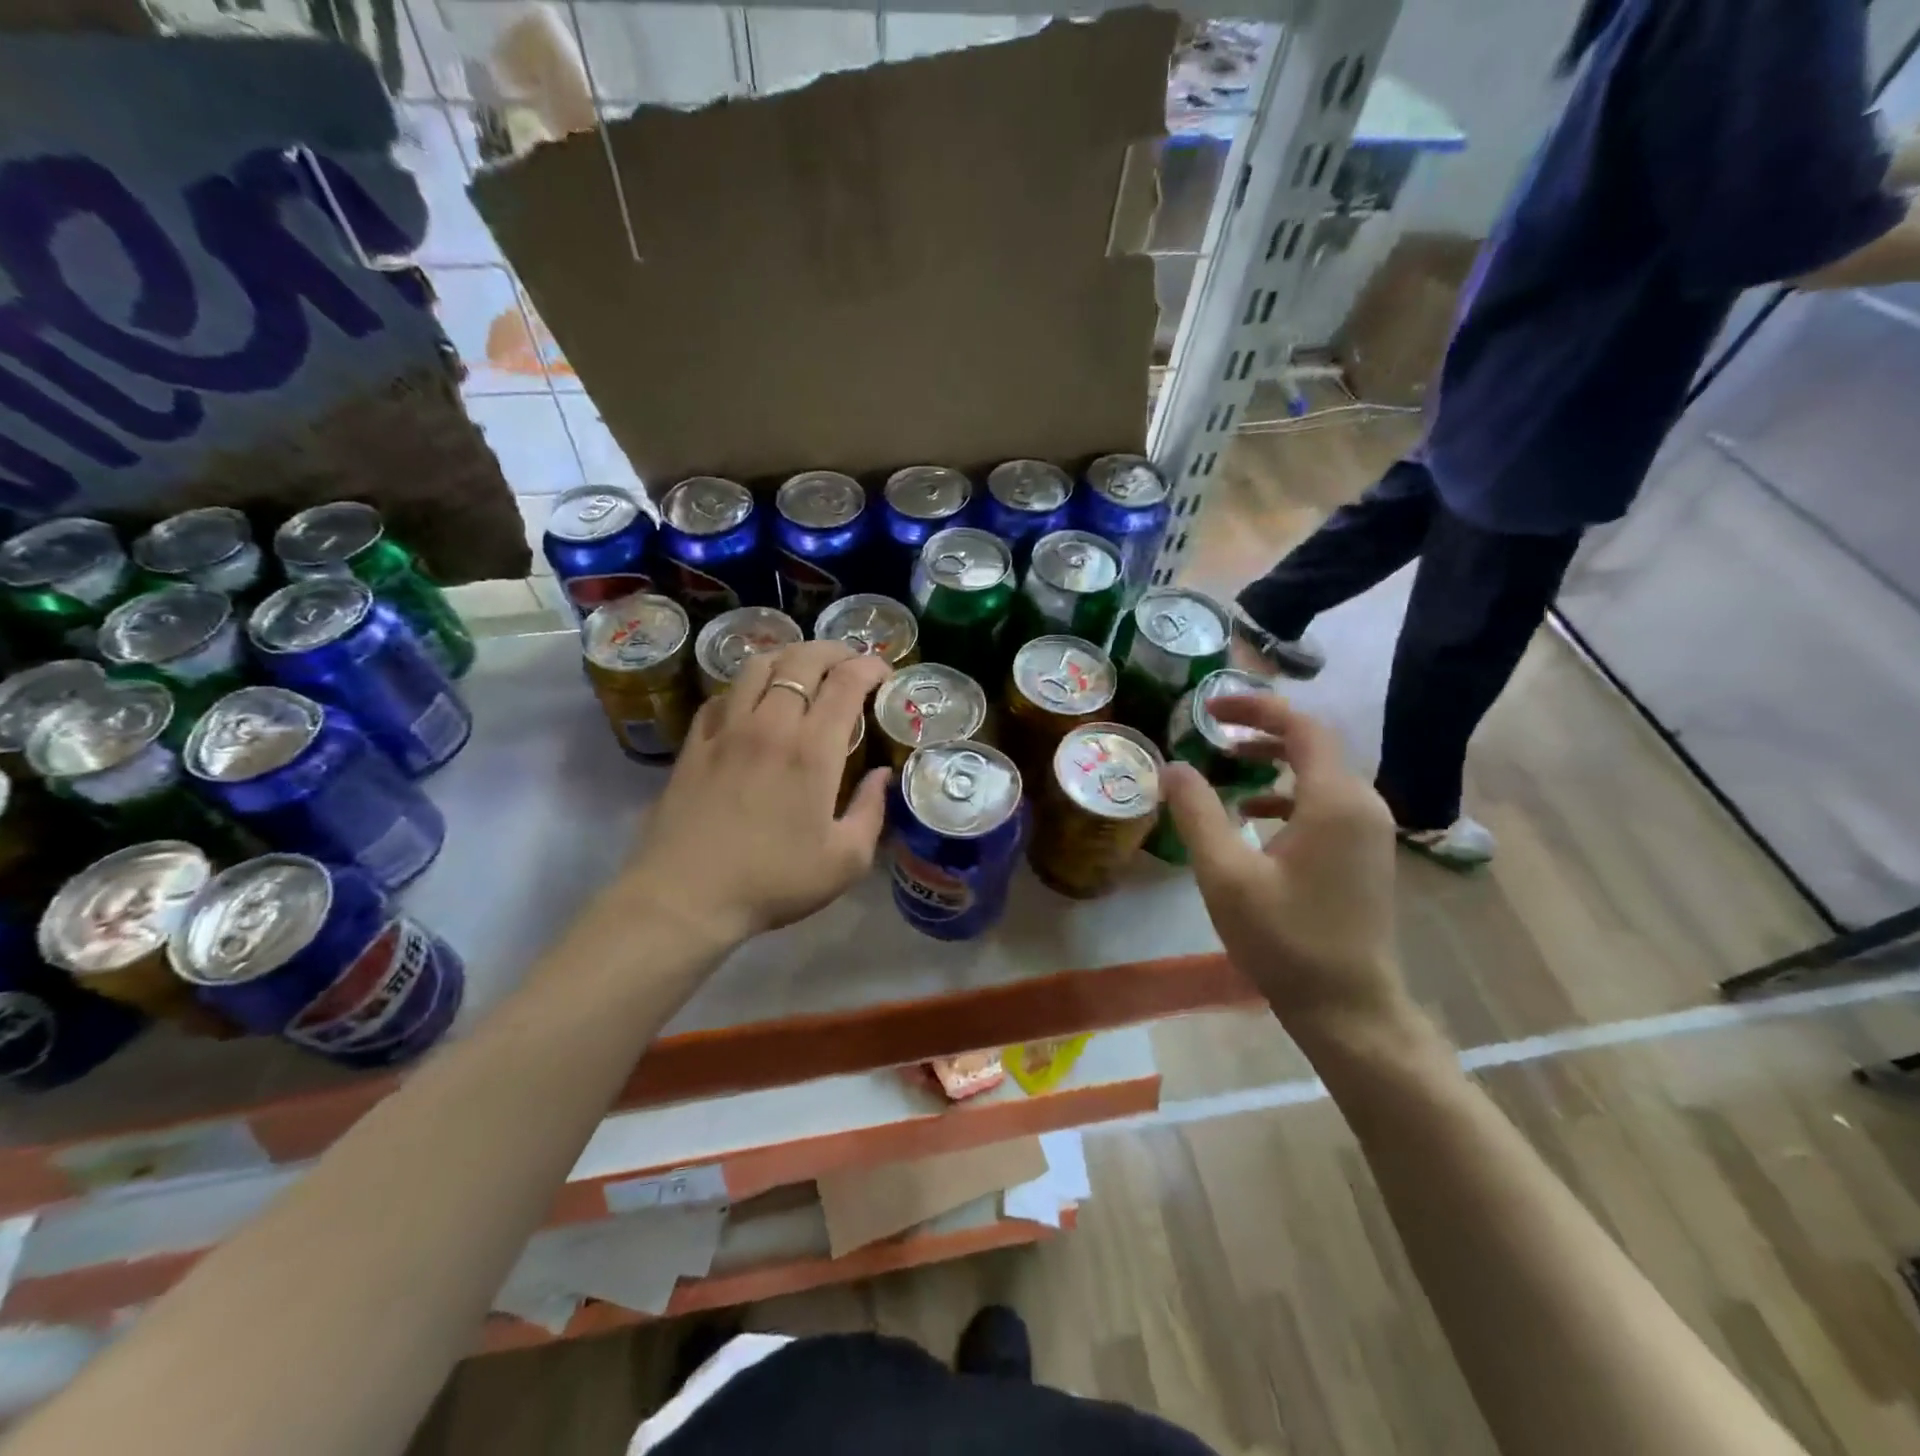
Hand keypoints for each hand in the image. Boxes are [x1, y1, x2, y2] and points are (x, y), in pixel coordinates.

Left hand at [627, 640, 892, 945]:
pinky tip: (755, 701)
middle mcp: (770, 724)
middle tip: (851, 663)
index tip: (884, 673)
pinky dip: (748, 685)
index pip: (846, 682)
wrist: (686, 896)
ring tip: (805, 671)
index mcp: (812, 750)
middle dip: (834, 650)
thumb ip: (871, 811)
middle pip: (802, 659)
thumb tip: (882, 776)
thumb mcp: (845, 861)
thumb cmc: (774, 881)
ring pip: (759, 665)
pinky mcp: (695, 742)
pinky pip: (724, 694)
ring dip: (790, 658)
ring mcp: (726, 729)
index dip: (870, 667)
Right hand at [1162, 694, 1412, 1049]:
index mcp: (1334, 800)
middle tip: (1211, 729)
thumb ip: (1196, 813)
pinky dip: (1287, 793)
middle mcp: (1362, 804)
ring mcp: (1369, 830)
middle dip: (1260, 729)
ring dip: (1273, 760)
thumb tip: (1172, 767)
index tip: (1209, 708)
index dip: (1255, 707)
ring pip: (1320, 772)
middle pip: (1313, 743)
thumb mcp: (1225, 874)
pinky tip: (1252, 813)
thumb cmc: (1284, 940)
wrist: (1348, 1007)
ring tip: (1226, 763)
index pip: (1301, 726)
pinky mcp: (1364, 853)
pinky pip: (1326, 802)